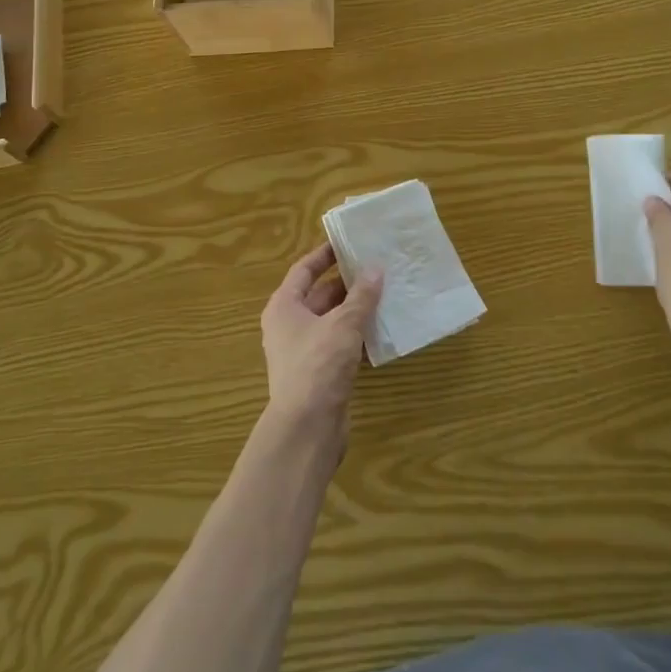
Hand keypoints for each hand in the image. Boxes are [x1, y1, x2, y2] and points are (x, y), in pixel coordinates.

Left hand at [259, 243, 382, 449]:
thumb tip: (375, 268)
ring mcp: (303, 351)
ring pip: (332, 321)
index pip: (304, 269)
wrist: (307, 429)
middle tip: (377, 268)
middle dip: (347, 283)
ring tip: (386, 294)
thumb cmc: (318, 365)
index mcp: (284, 306)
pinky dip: (357, 336)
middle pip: (319, 295)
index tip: (348, 242)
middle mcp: (289, 325)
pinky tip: (382, 331)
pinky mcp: (319, 374)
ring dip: (356, 310)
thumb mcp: (343, 324)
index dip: (325, 254)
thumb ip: (361, 296)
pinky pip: (339, 344)